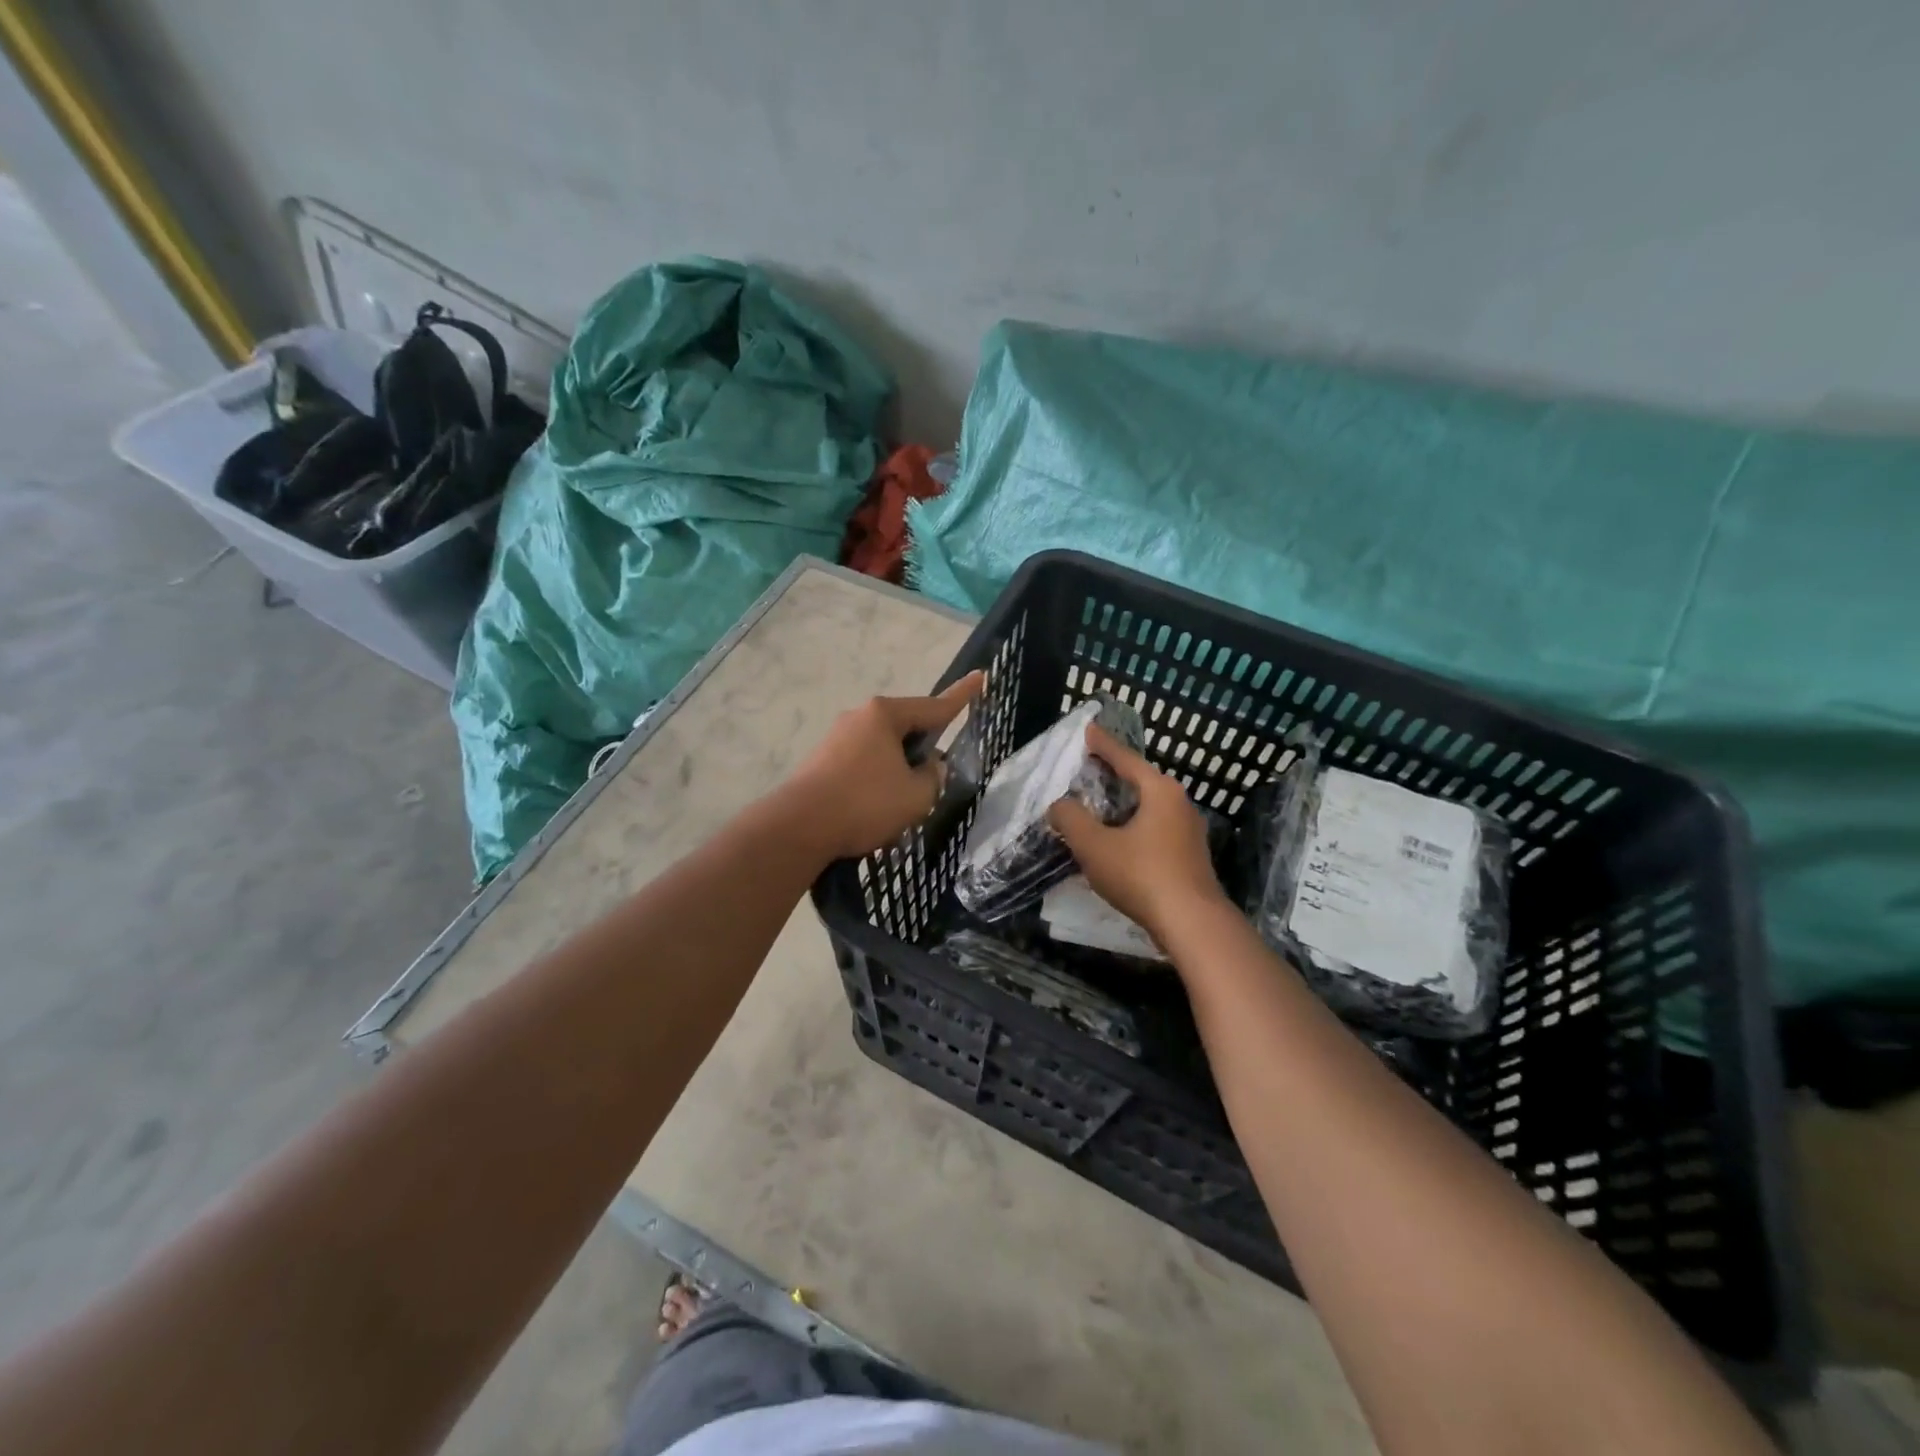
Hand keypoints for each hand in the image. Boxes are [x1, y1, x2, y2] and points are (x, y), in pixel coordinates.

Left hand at [784, 672, 984, 860]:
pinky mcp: (821, 762)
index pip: (935, 706)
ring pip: (883, 751)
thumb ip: (933, 778)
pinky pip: (862, 766)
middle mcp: (859, 717)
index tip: (980, 677)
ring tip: (903, 806)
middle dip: (923, 750)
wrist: (798, 827)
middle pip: (905, 729)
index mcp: (885, 715)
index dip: (962, 696)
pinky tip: (875, 812)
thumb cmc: (865, 803)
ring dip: (898, 771)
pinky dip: (876, 782)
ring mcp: (836, 738)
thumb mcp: (916, 796)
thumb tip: (929, 768)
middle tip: (936, 777)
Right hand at [1047, 723, 1227, 942]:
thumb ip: (1071, 819)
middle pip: (1140, 780)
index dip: (1103, 745)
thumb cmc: (1141, 875)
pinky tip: (1118, 841)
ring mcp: (1189, 831)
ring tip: (1099, 806)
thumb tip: (1059, 806)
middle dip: (1114, 774)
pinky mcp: (1190, 857)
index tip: (1088, 730)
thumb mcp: (1094, 845)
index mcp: (1160, 791)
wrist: (1192, 923)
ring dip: (1123, 805)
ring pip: (1149, 808)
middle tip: (1089, 767)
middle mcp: (1179, 804)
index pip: (1126, 758)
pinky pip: (1155, 829)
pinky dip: (1133, 827)